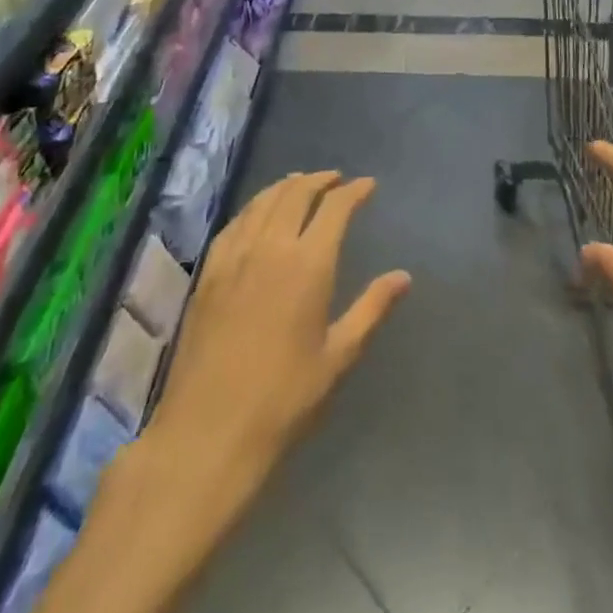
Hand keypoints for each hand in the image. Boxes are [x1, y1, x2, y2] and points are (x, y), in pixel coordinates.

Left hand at [52, 174, 406, 612]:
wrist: (208, 433)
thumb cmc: (284, 400)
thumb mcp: (338, 357)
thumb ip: (371, 308)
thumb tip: (404, 276)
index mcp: (308, 264)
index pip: (335, 207)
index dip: (354, 191)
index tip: (368, 185)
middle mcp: (271, 247)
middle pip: (296, 194)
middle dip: (320, 180)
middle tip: (336, 179)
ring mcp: (234, 256)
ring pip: (263, 202)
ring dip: (286, 187)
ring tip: (301, 184)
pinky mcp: (208, 272)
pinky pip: (235, 223)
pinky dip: (254, 206)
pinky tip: (258, 213)